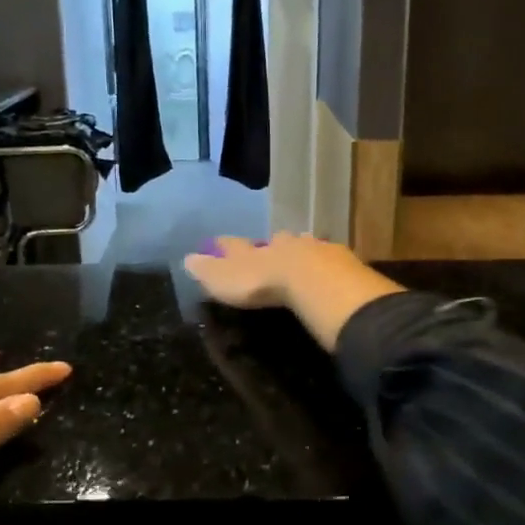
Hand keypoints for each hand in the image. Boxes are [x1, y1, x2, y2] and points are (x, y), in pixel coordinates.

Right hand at [182, 233, 358, 308]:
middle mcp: (279, 244)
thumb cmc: (262, 284)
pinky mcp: (338, 261)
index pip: (233, 245)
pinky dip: (324, 263)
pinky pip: (328, 259)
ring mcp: (311, 249)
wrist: (312, 280)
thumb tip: (186, 258)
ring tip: (300, 258)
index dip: (224, 246)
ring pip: (302, 246)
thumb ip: (208, 270)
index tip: (217, 243)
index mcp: (251, 251)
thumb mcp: (225, 280)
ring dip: (299, 251)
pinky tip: (328, 270)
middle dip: (270, 245)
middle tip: (269, 249)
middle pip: (273, 241)